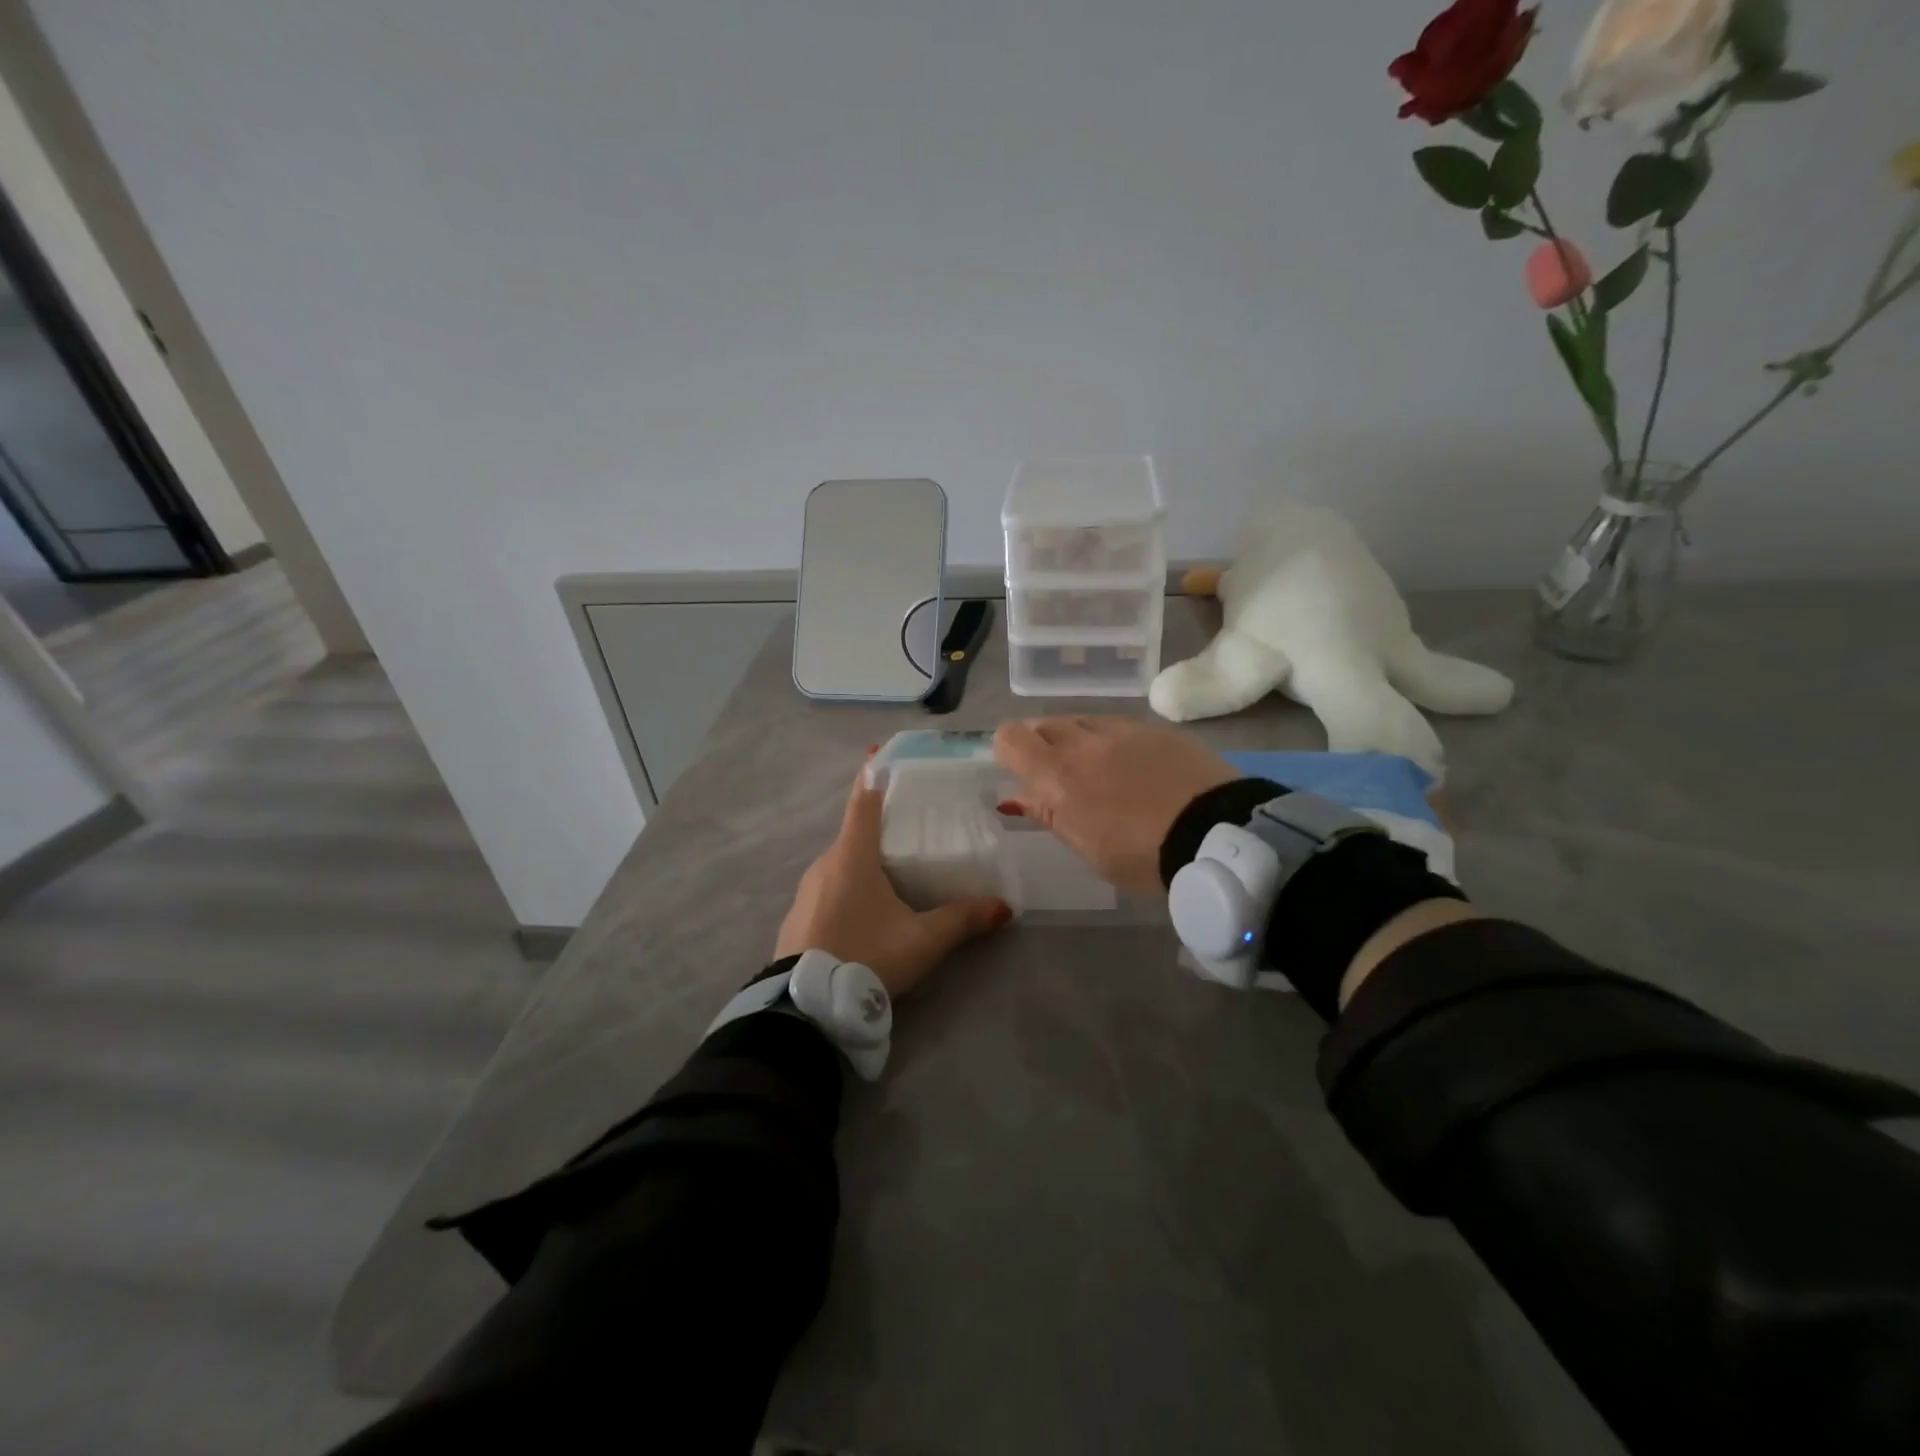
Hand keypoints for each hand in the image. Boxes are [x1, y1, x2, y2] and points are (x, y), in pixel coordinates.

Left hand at [776, 766, 1013, 998]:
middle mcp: (825, 863)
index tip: (884, 759)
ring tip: (894, 875)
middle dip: (879, 828)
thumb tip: (1004, 906)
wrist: (807, 1006)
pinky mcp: (797, 916)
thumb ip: (963, 919)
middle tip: (911, 831)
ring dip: (863, 862)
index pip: (863, 801)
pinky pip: (828, 888)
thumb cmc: (867, 956)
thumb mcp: (923, 940)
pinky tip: (865, 912)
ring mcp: (806, 891)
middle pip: (854, 833)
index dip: (874, 777)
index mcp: (852, 856)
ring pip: (840, 863)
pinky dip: (847, 888)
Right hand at [994, 717, 1238, 896]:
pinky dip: (1112, 739)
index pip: (1011, 738)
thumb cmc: (1143, 856)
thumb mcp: (1087, 848)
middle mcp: (1085, 742)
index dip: (1007, 750)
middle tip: (1057, 774)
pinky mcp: (1157, 728)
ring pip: (1082, 720)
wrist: (1218, 834)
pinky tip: (1133, 764)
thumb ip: (1049, 814)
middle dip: (1041, 744)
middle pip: (1044, 723)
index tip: (1018, 771)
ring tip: (1097, 769)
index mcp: (1059, 776)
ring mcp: (1123, 729)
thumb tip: (1018, 797)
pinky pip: (1119, 724)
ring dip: (1077, 739)